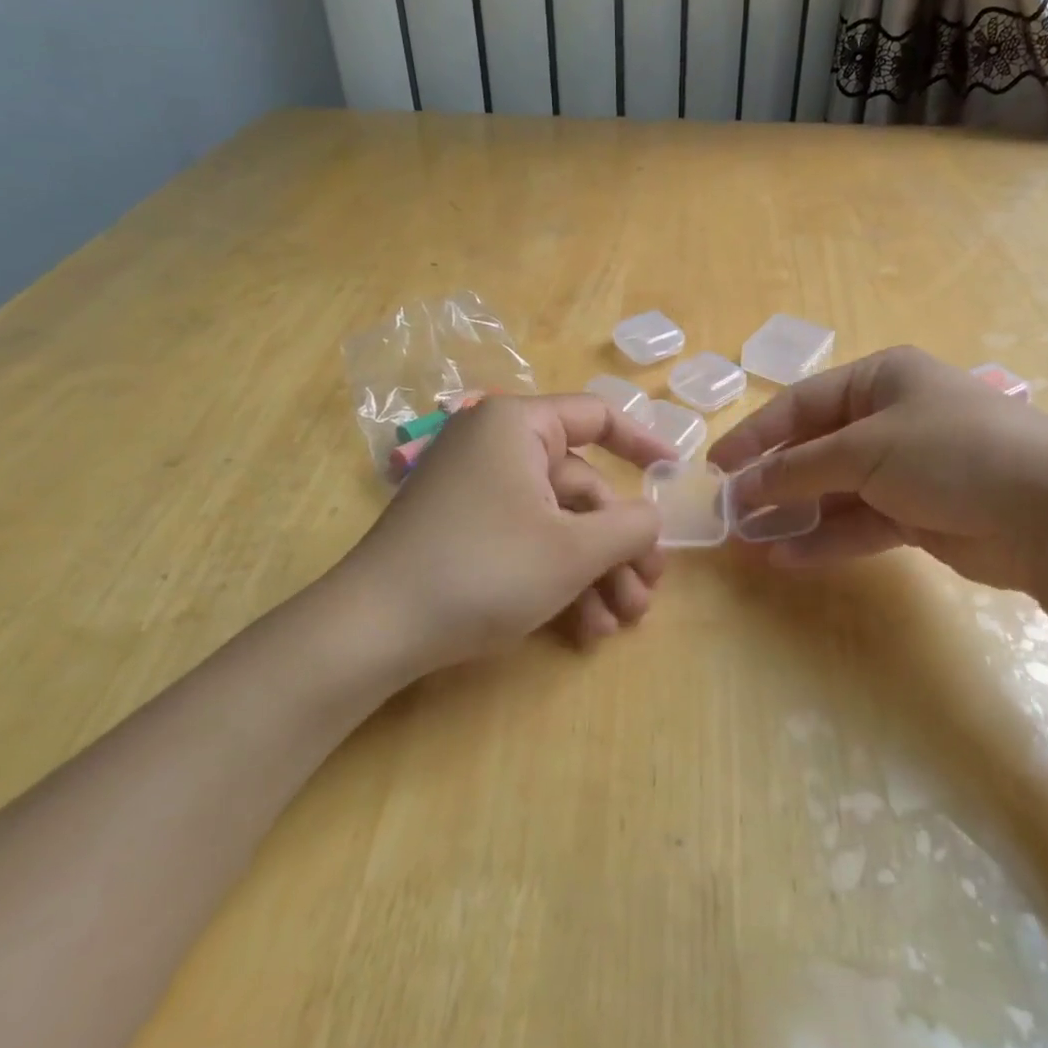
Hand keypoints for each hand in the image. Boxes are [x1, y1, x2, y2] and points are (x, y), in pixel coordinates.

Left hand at [345, 394, 677, 674]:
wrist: (373, 631)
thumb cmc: (484, 570)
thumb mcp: (573, 550)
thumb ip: (630, 526)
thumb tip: (651, 518)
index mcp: (518, 426)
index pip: (596, 416)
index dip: (642, 444)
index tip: (673, 475)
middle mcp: (496, 447)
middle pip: (582, 487)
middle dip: (619, 545)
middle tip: (647, 593)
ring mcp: (477, 491)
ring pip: (557, 523)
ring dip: (595, 573)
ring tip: (620, 623)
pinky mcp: (463, 531)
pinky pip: (525, 541)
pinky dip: (557, 579)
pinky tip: (583, 630)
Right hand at [708, 346, 1047, 593]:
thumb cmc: (952, 452)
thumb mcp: (866, 449)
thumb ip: (800, 468)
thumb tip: (745, 487)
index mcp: (882, 380)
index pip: (802, 403)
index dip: (755, 434)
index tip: (717, 466)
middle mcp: (892, 419)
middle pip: (816, 449)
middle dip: (773, 480)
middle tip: (731, 510)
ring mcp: (907, 469)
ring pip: (835, 491)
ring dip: (795, 514)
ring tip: (750, 540)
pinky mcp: (920, 514)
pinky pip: (861, 523)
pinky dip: (827, 538)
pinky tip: (788, 557)